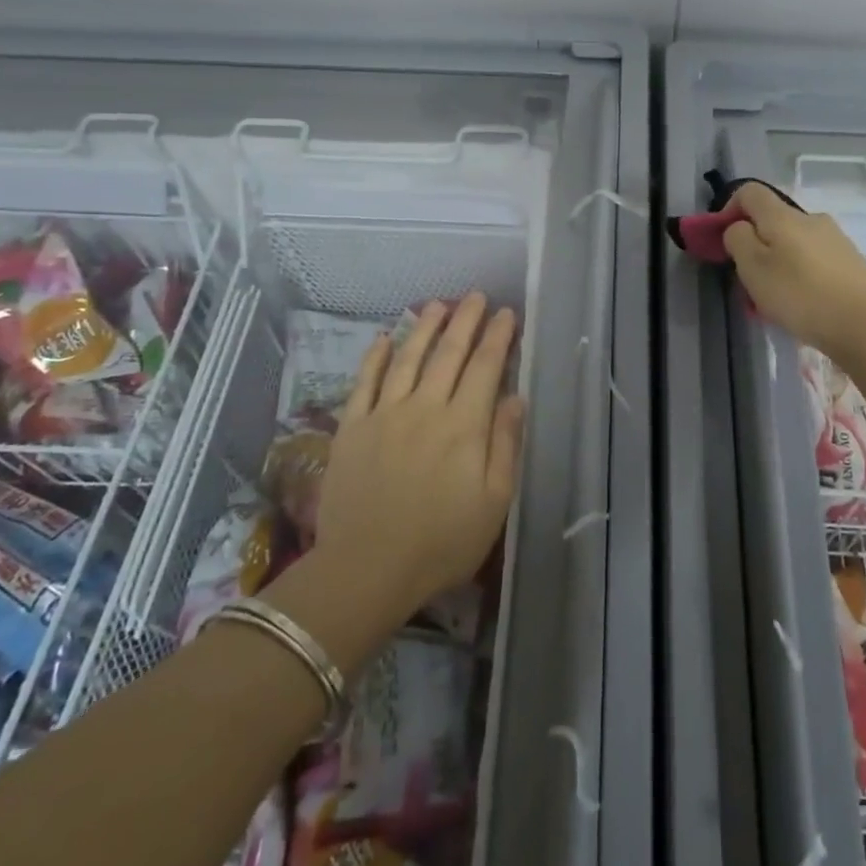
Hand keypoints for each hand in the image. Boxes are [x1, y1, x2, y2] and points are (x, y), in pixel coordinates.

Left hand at [312, 293, 524, 610]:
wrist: (367, 569)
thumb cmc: (442, 542)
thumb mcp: (493, 501)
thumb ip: (505, 445)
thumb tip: (514, 398)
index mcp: (463, 426)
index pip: (484, 368)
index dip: (497, 337)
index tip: (506, 314)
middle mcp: (424, 408)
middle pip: (448, 354)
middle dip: (465, 321)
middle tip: (475, 296)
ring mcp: (383, 415)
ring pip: (407, 359)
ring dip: (424, 328)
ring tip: (436, 305)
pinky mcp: (352, 428)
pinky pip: (364, 382)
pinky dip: (374, 357)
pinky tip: (383, 338)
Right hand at [722, 182, 865, 356]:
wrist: (864, 324)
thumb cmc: (799, 295)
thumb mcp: (753, 268)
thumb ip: (738, 240)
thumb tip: (739, 227)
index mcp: (783, 216)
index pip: (750, 192)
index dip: (729, 208)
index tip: (723, 240)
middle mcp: (811, 218)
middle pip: (773, 219)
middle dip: (755, 243)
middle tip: (748, 278)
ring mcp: (835, 239)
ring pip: (794, 242)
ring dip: (778, 261)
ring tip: (775, 296)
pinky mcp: (850, 261)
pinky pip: (813, 259)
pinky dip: (800, 273)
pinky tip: (802, 302)